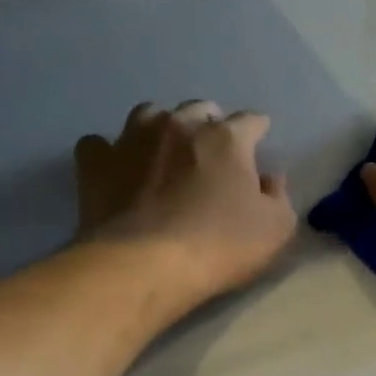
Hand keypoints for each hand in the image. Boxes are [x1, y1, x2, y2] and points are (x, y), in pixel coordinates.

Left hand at [75, 100, 296, 307]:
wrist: (145, 266)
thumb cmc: (220, 246)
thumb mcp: (276, 229)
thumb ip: (278, 196)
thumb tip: (269, 179)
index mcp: (225, 138)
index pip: (250, 121)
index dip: (258, 131)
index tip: (259, 143)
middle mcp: (178, 126)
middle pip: (198, 109)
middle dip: (209, 123)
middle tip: (212, 151)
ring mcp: (132, 140)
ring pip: (149, 114)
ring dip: (162, 127)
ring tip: (165, 150)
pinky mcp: (96, 164)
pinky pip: (99, 144)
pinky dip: (111, 152)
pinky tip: (118, 169)